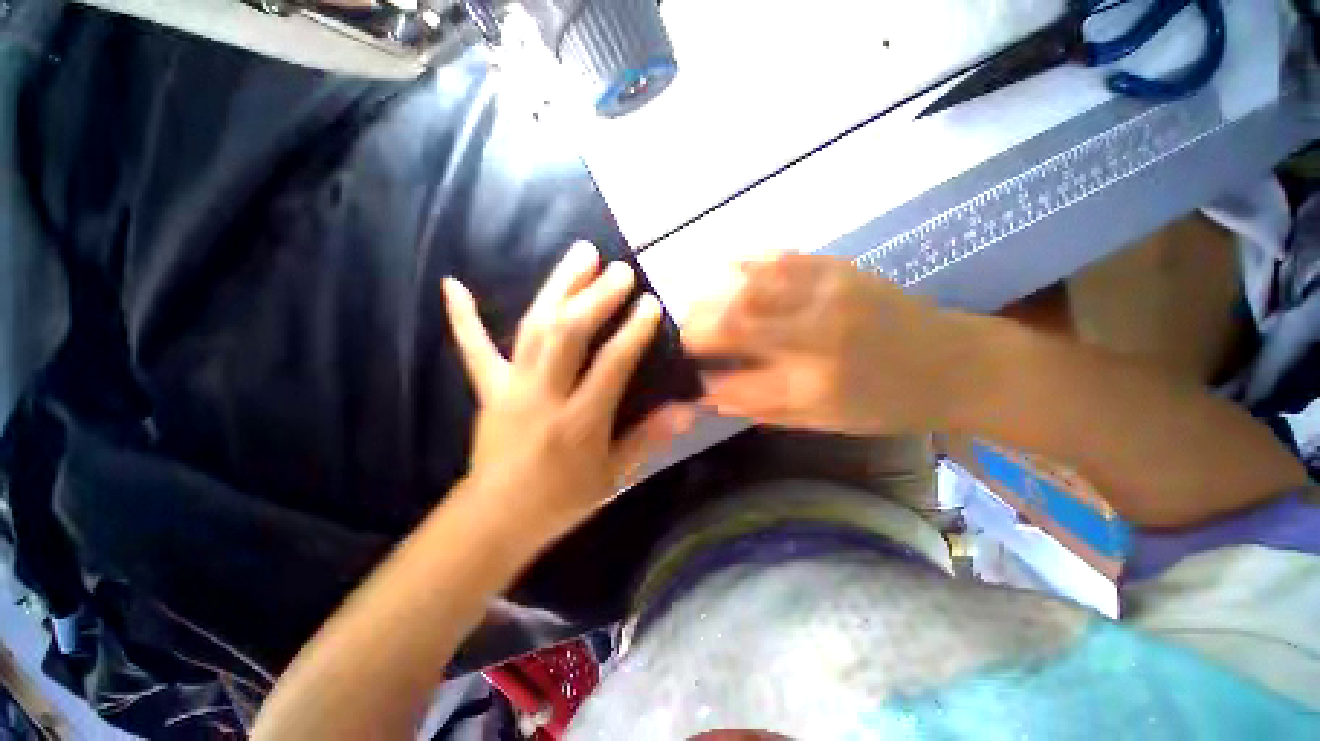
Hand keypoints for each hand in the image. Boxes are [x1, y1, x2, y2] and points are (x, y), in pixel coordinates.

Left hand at [443, 242, 691, 540]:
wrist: (497, 518)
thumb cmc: (562, 500)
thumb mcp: (613, 477)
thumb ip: (648, 439)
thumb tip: (684, 411)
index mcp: (579, 422)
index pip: (612, 365)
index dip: (633, 331)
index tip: (650, 302)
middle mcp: (544, 396)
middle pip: (568, 334)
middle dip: (595, 296)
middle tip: (618, 269)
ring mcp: (510, 388)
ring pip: (534, 327)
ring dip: (558, 286)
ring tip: (579, 254)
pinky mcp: (488, 389)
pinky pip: (473, 349)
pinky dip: (462, 316)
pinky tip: (453, 283)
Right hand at [682, 253, 973, 434]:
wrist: (950, 363)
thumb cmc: (885, 403)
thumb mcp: (825, 423)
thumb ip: (764, 408)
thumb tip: (713, 394)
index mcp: (814, 387)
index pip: (735, 382)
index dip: (703, 381)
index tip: (688, 379)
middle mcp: (816, 338)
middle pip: (733, 323)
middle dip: (694, 329)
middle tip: (683, 335)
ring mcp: (827, 295)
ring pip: (748, 286)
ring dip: (711, 295)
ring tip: (698, 306)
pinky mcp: (838, 268)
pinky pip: (777, 259)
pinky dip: (744, 265)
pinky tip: (728, 274)